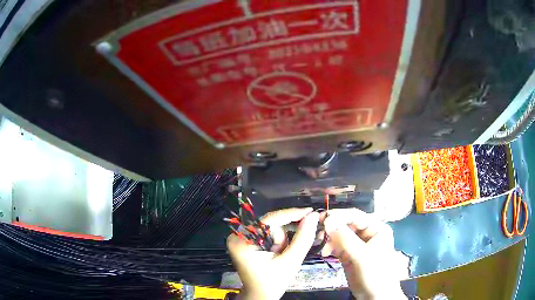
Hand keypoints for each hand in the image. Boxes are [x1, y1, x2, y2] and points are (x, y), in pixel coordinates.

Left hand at [227, 208, 319, 299]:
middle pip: (270, 224)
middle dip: (285, 236)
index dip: (291, 214)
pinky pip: (267, 233)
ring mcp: (240, 237)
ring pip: (271, 228)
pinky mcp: (246, 241)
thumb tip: (313, 216)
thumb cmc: (273, 282)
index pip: (269, 220)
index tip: (310, 211)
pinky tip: (278, 253)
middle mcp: (237, 235)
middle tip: (289, 250)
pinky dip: (278, 241)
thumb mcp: (290, 261)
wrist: (261, 295)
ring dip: (282, 240)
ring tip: (281, 256)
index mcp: (242, 241)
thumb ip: (303, 238)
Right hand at [321, 208, 406, 298]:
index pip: (355, 216)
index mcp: (376, 228)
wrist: (375, 296)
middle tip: (317, 233)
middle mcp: (367, 233)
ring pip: (340, 235)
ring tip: (321, 247)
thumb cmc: (375, 273)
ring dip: (329, 239)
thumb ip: (344, 238)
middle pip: (346, 224)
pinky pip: (337, 246)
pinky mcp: (350, 254)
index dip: (338, 215)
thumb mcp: (361, 256)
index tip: (321, 218)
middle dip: (332, 228)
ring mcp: (358, 244)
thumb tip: (327, 219)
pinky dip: (330, 248)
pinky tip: (324, 253)